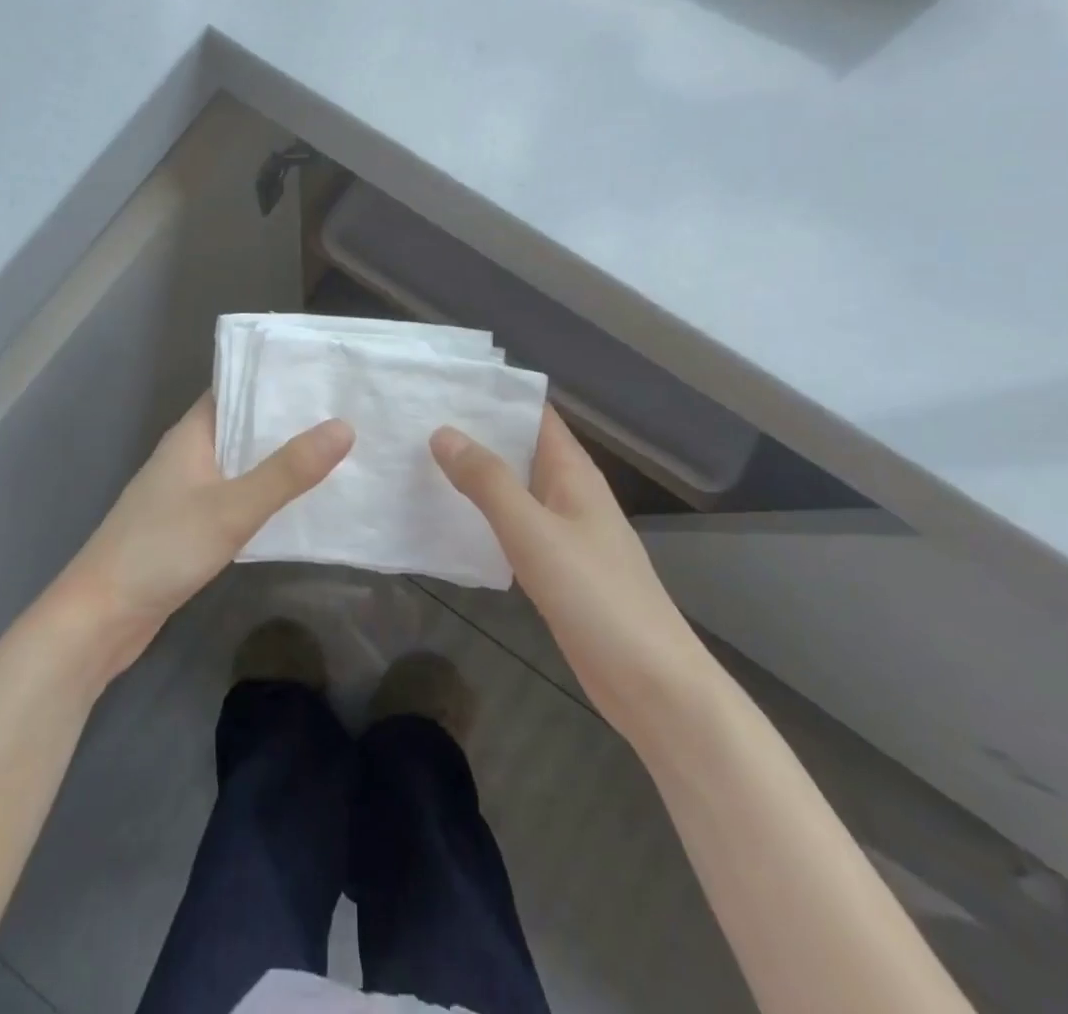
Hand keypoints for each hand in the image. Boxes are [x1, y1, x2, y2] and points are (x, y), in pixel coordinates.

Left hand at [53, 394, 352, 680]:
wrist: (100, 617)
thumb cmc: (162, 549)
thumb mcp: (232, 508)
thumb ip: (287, 471)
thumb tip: (343, 427)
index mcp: (192, 434)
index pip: (236, 387)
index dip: (275, 377)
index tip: (323, 372)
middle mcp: (188, 454)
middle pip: (242, 423)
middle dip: (287, 418)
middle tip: (344, 409)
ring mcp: (186, 490)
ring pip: (240, 460)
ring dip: (277, 456)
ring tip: (333, 448)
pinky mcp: (188, 525)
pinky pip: (234, 494)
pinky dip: (263, 491)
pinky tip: (297, 500)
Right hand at [430, 408, 707, 727]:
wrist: (650, 683)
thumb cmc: (595, 595)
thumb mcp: (533, 531)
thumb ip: (488, 481)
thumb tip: (443, 433)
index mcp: (573, 472)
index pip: (534, 414)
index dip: (494, 395)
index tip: (444, 384)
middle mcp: (570, 492)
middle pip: (521, 447)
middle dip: (476, 432)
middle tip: (417, 419)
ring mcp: (565, 531)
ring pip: (515, 487)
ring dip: (477, 473)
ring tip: (421, 459)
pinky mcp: (557, 567)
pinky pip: (515, 525)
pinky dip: (484, 513)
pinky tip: (449, 517)